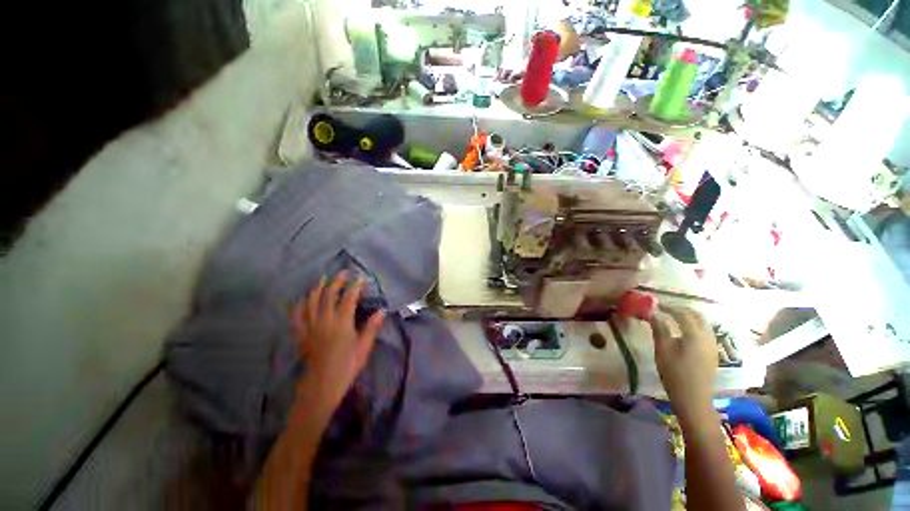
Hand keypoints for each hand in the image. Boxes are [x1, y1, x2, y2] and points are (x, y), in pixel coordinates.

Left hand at [291, 272, 385, 411]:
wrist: (322, 386)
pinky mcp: (302, 335)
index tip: (361, 277)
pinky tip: (300, 300)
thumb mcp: (363, 347)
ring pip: (312, 302)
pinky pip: (297, 317)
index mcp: (342, 322)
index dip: (355, 286)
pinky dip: (298, 306)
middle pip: (329, 295)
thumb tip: (382, 311)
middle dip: (337, 281)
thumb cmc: (347, 367)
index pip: (349, 298)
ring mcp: (311, 327)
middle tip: (343, 272)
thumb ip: (372, 327)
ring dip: (318, 288)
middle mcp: (325, 320)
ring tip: (323, 279)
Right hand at [649, 305, 717, 422]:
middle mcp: (708, 336)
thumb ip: (659, 328)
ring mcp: (712, 345)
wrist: (693, 399)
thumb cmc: (675, 373)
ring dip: (688, 317)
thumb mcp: (663, 349)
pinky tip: (682, 332)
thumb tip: (652, 312)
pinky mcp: (712, 353)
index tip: (654, 304)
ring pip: (702, 324)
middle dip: (681, 309)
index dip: (668, 307)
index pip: (682, 313)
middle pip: (697, 315)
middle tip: (664, 309)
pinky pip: (704, 332)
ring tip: (672, 318)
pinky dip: (693, 326)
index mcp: (695, 334)